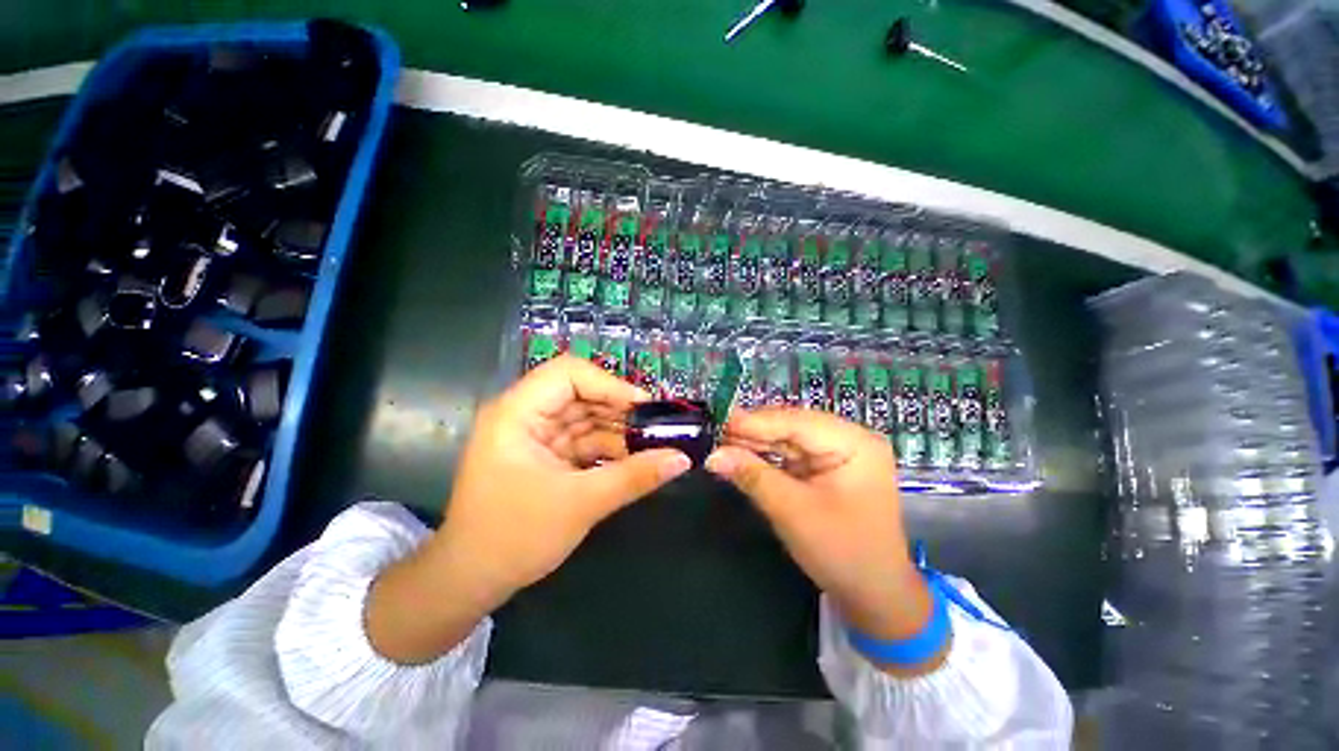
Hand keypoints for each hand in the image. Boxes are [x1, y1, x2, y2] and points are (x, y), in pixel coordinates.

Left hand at [368, 355, 690, 663]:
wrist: (471, 582)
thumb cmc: (515, 538)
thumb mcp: (581, 504)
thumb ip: (634, 477)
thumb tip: (682, 459)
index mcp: (517, 413)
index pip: (568, 373)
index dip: (609, 384)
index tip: (643, 407)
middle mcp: (525, 415)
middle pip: (580, 394)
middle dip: (619, 410)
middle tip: (656, 428)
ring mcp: (535, 436)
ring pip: (585, 418)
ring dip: (617, 431)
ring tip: (652, 446)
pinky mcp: (545, 455)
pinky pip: (583, 440)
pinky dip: (608, 449)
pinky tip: (633, 460)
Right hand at [706, 408, 944, 673]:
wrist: (875, 596)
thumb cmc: (843, 552)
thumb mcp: (793, 512)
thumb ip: (753, 477)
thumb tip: (713, 455)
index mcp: (855, 443)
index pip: (797, 421)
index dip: (755, 421)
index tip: (719, 421)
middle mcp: (849, 439)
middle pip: (792, 426)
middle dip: (753, 432)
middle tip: (715, 434)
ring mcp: (838, 453)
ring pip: (788, 438)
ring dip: (756, 443)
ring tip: (722, 443)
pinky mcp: (826, 467)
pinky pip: (790, 454)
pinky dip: (766, 457)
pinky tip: (741, 455)